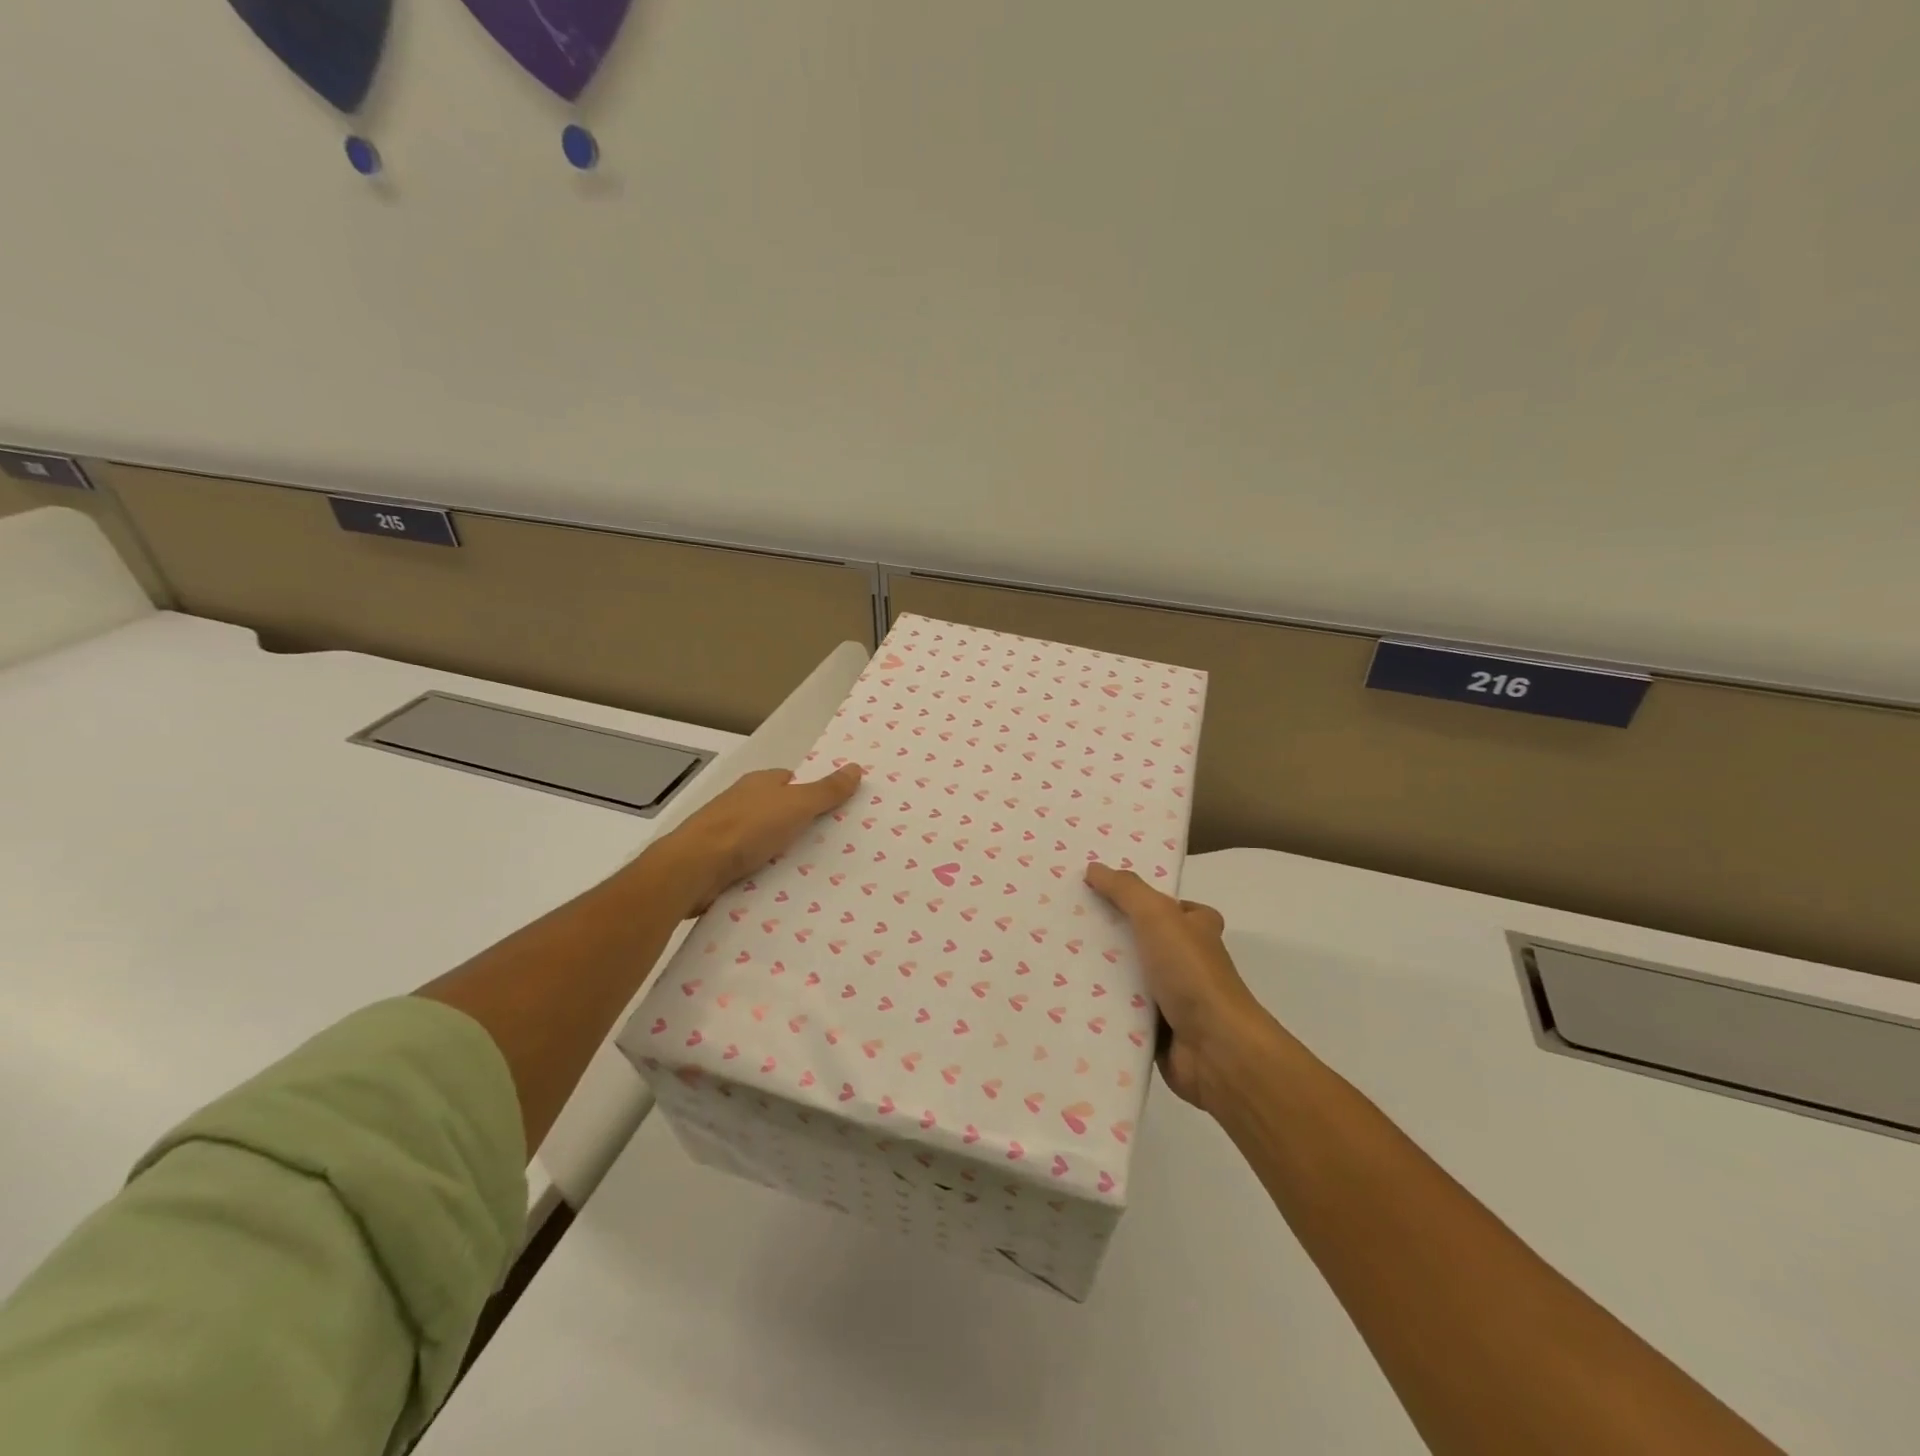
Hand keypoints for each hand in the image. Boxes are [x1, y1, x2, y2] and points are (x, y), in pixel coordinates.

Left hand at [649, 765, 863, 915]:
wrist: (694, 867)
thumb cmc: (748, 828)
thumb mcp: (797, 805)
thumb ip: (827, 790)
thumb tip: (856, 767)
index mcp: (759, 782)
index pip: (791, 781)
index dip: (811, 793)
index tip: (834, 812)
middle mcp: (741, 802)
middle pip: (778, 809)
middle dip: (799, 824)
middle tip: (831, 844)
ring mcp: (726, 832)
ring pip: (763, 838)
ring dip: (781, 850)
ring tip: (811, 869)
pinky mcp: (716, 861)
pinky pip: (750, 863)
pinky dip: (764, 871)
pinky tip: (780, 886)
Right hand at [1086, 862, 1272, 1113]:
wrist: (1215, 1048)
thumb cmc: (1191, 973)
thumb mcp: (1158, 917)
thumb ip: (1126, 890)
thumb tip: (1094, 868)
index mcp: (1197, 930)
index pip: (1170, 906)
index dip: (1140, 897)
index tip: (1098, 890)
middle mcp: (1187, 961)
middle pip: (1141, 939)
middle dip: (1108, 932)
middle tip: (1063, 920)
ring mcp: (1173, 998)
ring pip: (1127, 977)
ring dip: (1098, 972)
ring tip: (1053, 956)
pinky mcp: (1156, 1030)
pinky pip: (1120, 1012)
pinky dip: (1099, 1007)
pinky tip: (1064, 997)